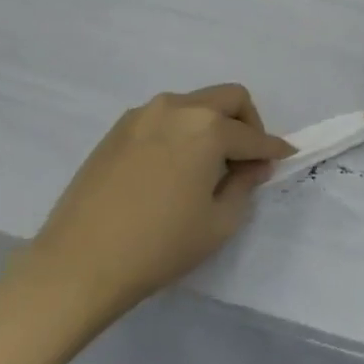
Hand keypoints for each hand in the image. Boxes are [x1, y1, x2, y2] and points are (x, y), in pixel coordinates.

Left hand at [9, 85, 293, 337]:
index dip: (273, 148)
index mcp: (207, 128)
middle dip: (247, 123)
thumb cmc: (159, 246)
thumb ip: (244, 184)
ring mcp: (142, 115)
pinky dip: (182, 131)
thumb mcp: (218, 222)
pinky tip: (174, 167)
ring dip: (212, 124)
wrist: (78, 264)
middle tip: (246, 158)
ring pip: (194, 104)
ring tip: (207, 166)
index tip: (285, 156)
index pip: (253, 136)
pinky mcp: (118, 129)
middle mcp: (177, 108)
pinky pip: (164, 118)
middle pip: (228, 98)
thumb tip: (252, 165)